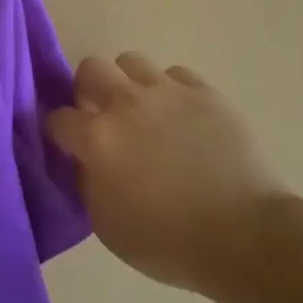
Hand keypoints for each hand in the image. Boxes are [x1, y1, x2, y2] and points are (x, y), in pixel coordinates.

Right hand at [46, 52, 292, 293]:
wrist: (245, 236)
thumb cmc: (169, 242)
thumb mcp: (106, 225)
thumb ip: (87, 182)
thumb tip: (84, 159)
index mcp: (97, 139)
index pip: (57, 118)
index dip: (58, 132)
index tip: (66, 144)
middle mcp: (126, 103)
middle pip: (90, 69)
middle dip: (87, 90)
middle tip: (100, 116)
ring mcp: (167, 92)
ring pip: (131, 61)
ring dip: (127, 83)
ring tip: (141, 110)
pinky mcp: (204, 92)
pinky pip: (175, 75)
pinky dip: (170, 91)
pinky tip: (179, 116)